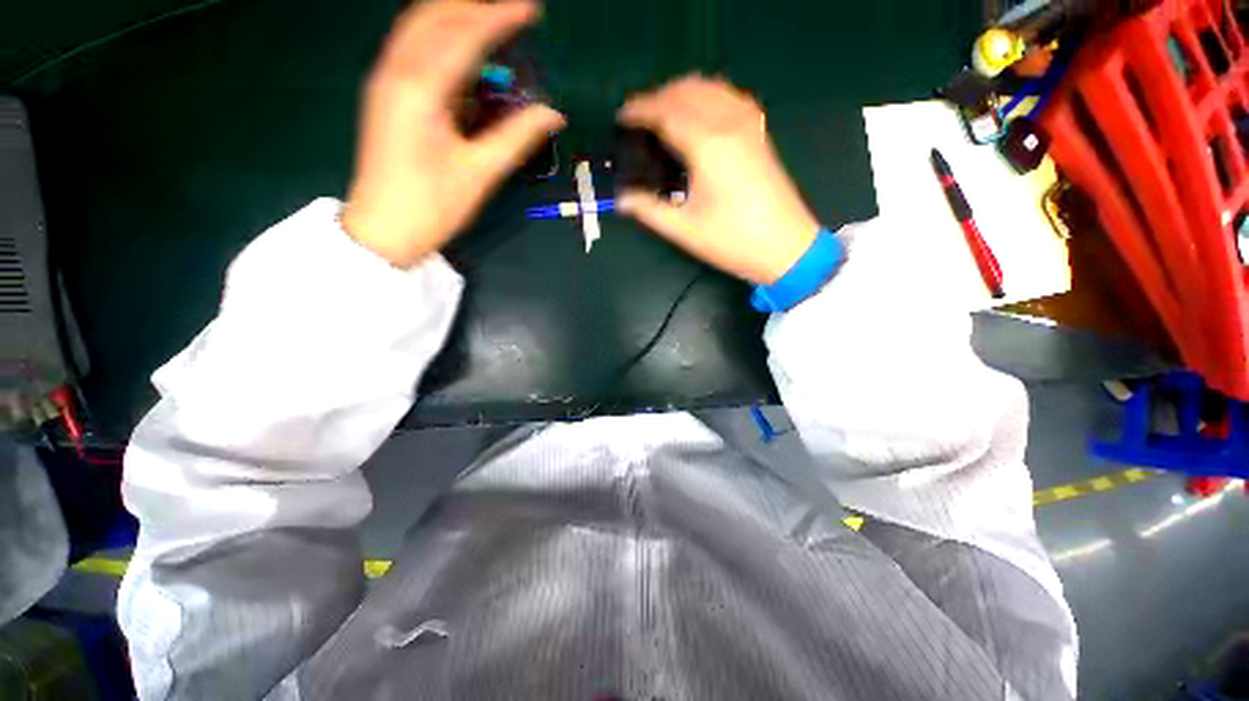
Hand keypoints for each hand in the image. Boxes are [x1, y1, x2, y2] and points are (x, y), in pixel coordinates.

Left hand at [342, 0, 564, 267]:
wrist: (383, 228)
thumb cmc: (433, 205)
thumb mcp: (481, 173)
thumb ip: (517, 137)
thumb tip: (553, 113)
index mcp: (420, 90)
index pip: (464, 35)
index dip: (499, 17)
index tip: (531, 9)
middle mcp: (396, 71)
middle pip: (433, 15)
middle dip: (473, 4)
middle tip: (510, 9)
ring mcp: (384, 80)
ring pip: (416, 25)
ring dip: (453, 13)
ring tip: (489, 17)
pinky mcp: (383, 93)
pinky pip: (410, 46)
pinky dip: (437, 35)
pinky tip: (460, 46)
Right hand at [617, 76, 819, 284]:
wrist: (785, 247)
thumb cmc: (732, 241)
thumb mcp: (684, 230)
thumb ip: (649, 210)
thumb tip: (622, 199)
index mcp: (707, 146)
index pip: (667, 111)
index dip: (640, 109)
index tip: (621, 116)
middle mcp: (729, 124)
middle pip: (687, 91)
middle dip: (658, 98)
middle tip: (638, 120)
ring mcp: (749, 125)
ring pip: (710, 88)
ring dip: (682, 93)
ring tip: (663, 115)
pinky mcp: (759, 133)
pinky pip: (729, 97)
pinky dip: (707, 97)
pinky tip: (699, 115)